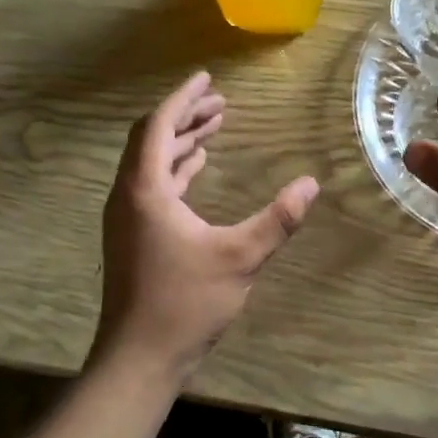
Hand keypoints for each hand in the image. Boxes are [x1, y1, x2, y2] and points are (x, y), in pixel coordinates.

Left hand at [94, 72, 318, 382]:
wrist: (138, 358)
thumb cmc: (185, 303)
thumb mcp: (239, 258)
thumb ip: (277, 219)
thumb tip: (312, 184)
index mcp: (145, 190)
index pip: (158, 125)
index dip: (184, 99)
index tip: (207, 79)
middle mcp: (128, 196)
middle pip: (151, 139)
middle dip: (185, 116)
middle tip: (220, 103)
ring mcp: (126, 218)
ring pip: (150, 163)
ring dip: (180, 142)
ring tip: (214, 127)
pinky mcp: (132, 236)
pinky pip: (152, 186)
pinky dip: (175, 170)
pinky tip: (197, 169)